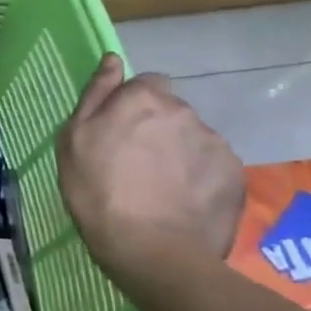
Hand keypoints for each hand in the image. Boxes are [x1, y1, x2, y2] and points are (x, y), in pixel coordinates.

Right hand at [56, 54, 245, 288]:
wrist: (151, 251)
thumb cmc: (97, 190)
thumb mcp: (74, 138)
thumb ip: (96, 93)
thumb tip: (113, 59)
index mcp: (144, 97)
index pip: (146, 83)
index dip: (132, 106)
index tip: (120, 133)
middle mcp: (185, 111)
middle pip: (171, 111)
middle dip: (158, 129)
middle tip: (137, 165)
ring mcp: (214, 143)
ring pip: (193, 139)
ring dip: (180, 153)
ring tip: (162, 189)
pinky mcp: (235, 176)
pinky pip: (214, 168)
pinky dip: (201, 179)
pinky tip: (184, 203)